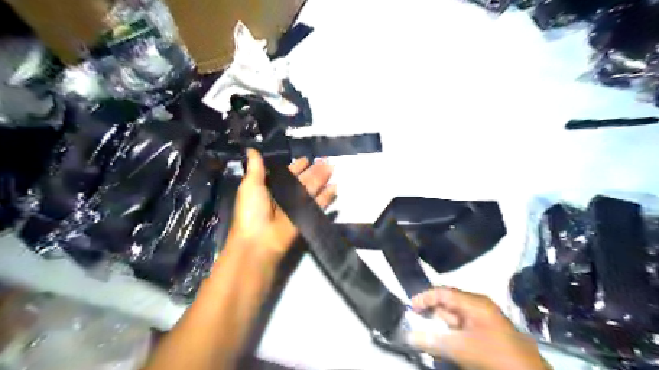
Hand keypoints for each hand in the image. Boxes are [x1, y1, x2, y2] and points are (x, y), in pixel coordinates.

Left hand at [230, 147, 335, 258]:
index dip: (297, 166)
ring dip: (322, 179)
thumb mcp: (250, 185)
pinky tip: (335, 187)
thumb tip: (250, 148)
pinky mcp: (306, 216)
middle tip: (326, 160)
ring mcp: (297, 206)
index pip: (287, 173)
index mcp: (272, 187)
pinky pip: (319, 204)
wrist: (259, 240)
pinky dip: (327, 197)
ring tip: (333, 167)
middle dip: (314, 170)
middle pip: (303, 180)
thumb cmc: (252, 210)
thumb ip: (255, 167)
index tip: (307, 158)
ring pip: (312, 189)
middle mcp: (286, 195)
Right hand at [411, 288, 549, 369]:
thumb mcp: (461, 348)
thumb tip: (408, 336)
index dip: (425, 298)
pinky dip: (450, 340)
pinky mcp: (486, 337)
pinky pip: (461, 334)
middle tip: (415, 328)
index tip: (410, 309)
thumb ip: (432, 340)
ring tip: (427, 343)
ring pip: (453, 322)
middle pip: (447, 307)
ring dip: (439, 332)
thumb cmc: (495, 356)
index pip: (443, 292)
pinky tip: (442, 352)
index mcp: (474, 303)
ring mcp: (483, 323)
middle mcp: (478, 308)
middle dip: (431, 318)